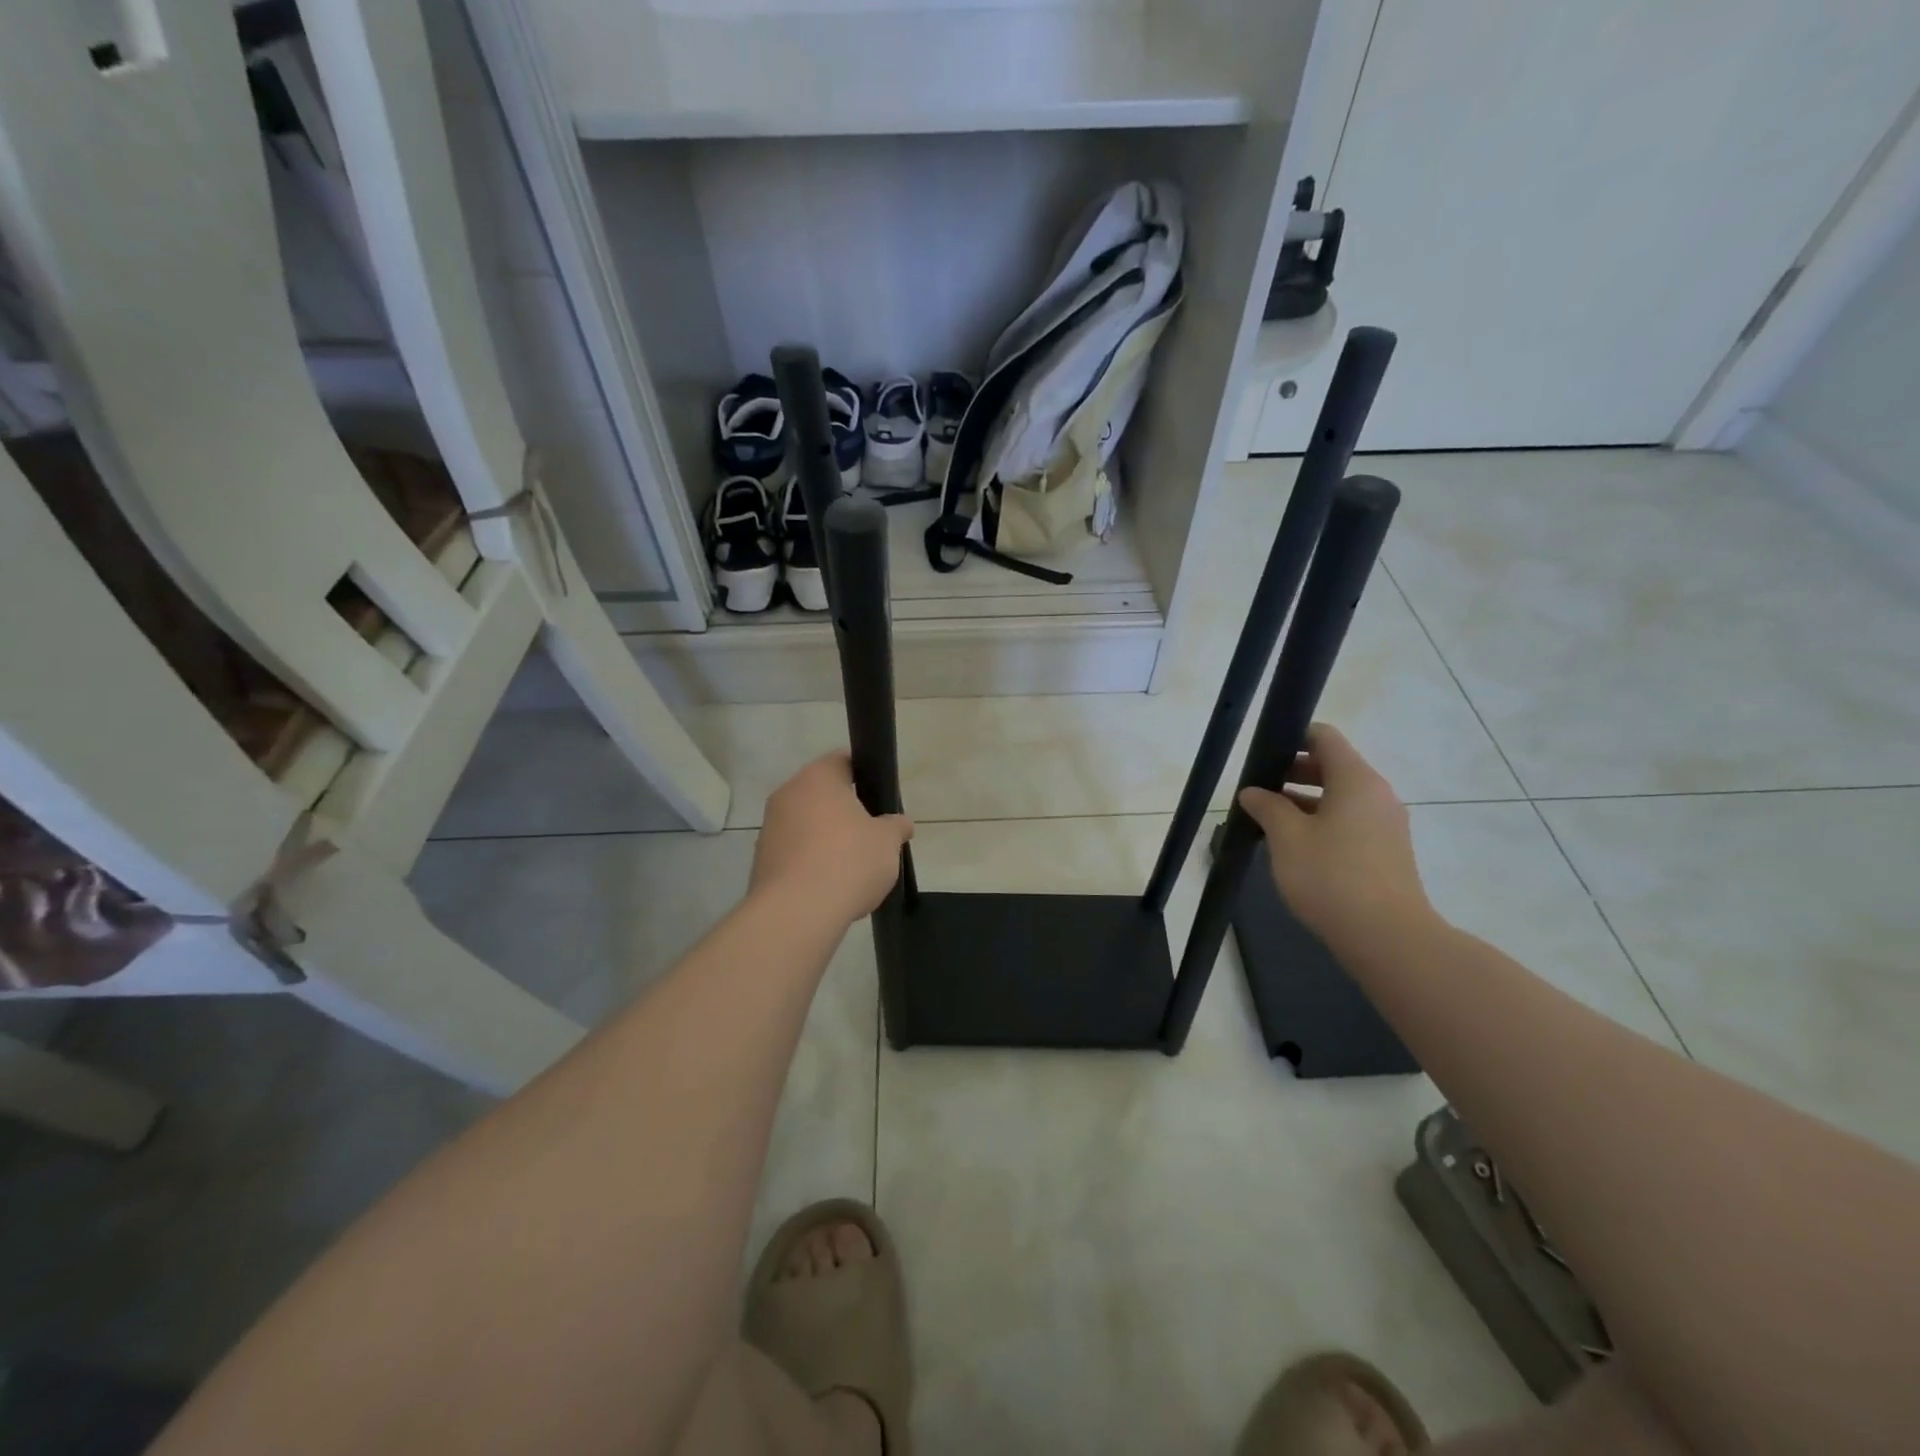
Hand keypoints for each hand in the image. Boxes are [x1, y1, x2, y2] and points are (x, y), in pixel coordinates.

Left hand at [751, 752, 913, 925]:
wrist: (797, 912)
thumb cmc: (848, 861)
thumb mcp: (888, 841)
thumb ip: (896, 826)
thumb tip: (901, 823)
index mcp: (818, 777)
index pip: (843, 761)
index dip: (864, 775)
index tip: (879, 796)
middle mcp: (787, 794)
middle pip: (822, 794)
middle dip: (844, 811)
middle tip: (870, 833)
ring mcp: (770, 827)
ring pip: (806, 823)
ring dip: (825, 837)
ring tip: (851, 866)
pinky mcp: (761, 859)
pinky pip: (793, 851)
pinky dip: (810, 861)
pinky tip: (828, 885)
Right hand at [1237, 723, 1434, 956]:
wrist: (1387, 937)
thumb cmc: (1331, 877)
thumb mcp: (1286, 837)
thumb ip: (1267, 806)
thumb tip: (1253, 792)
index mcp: (1355, 779)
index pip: (1324, 737)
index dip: (1292, 737)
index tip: (1262, 755)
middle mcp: (1377, 794)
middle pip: (1332, 766)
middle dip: (1293, 772)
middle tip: (1258, 790)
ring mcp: (1386, 824)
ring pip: (1340, 797)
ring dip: (1304, 801)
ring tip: (1269, 820)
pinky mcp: (1387, 851)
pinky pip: (1350, 821)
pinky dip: (1322, 822)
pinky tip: (1295, 847)